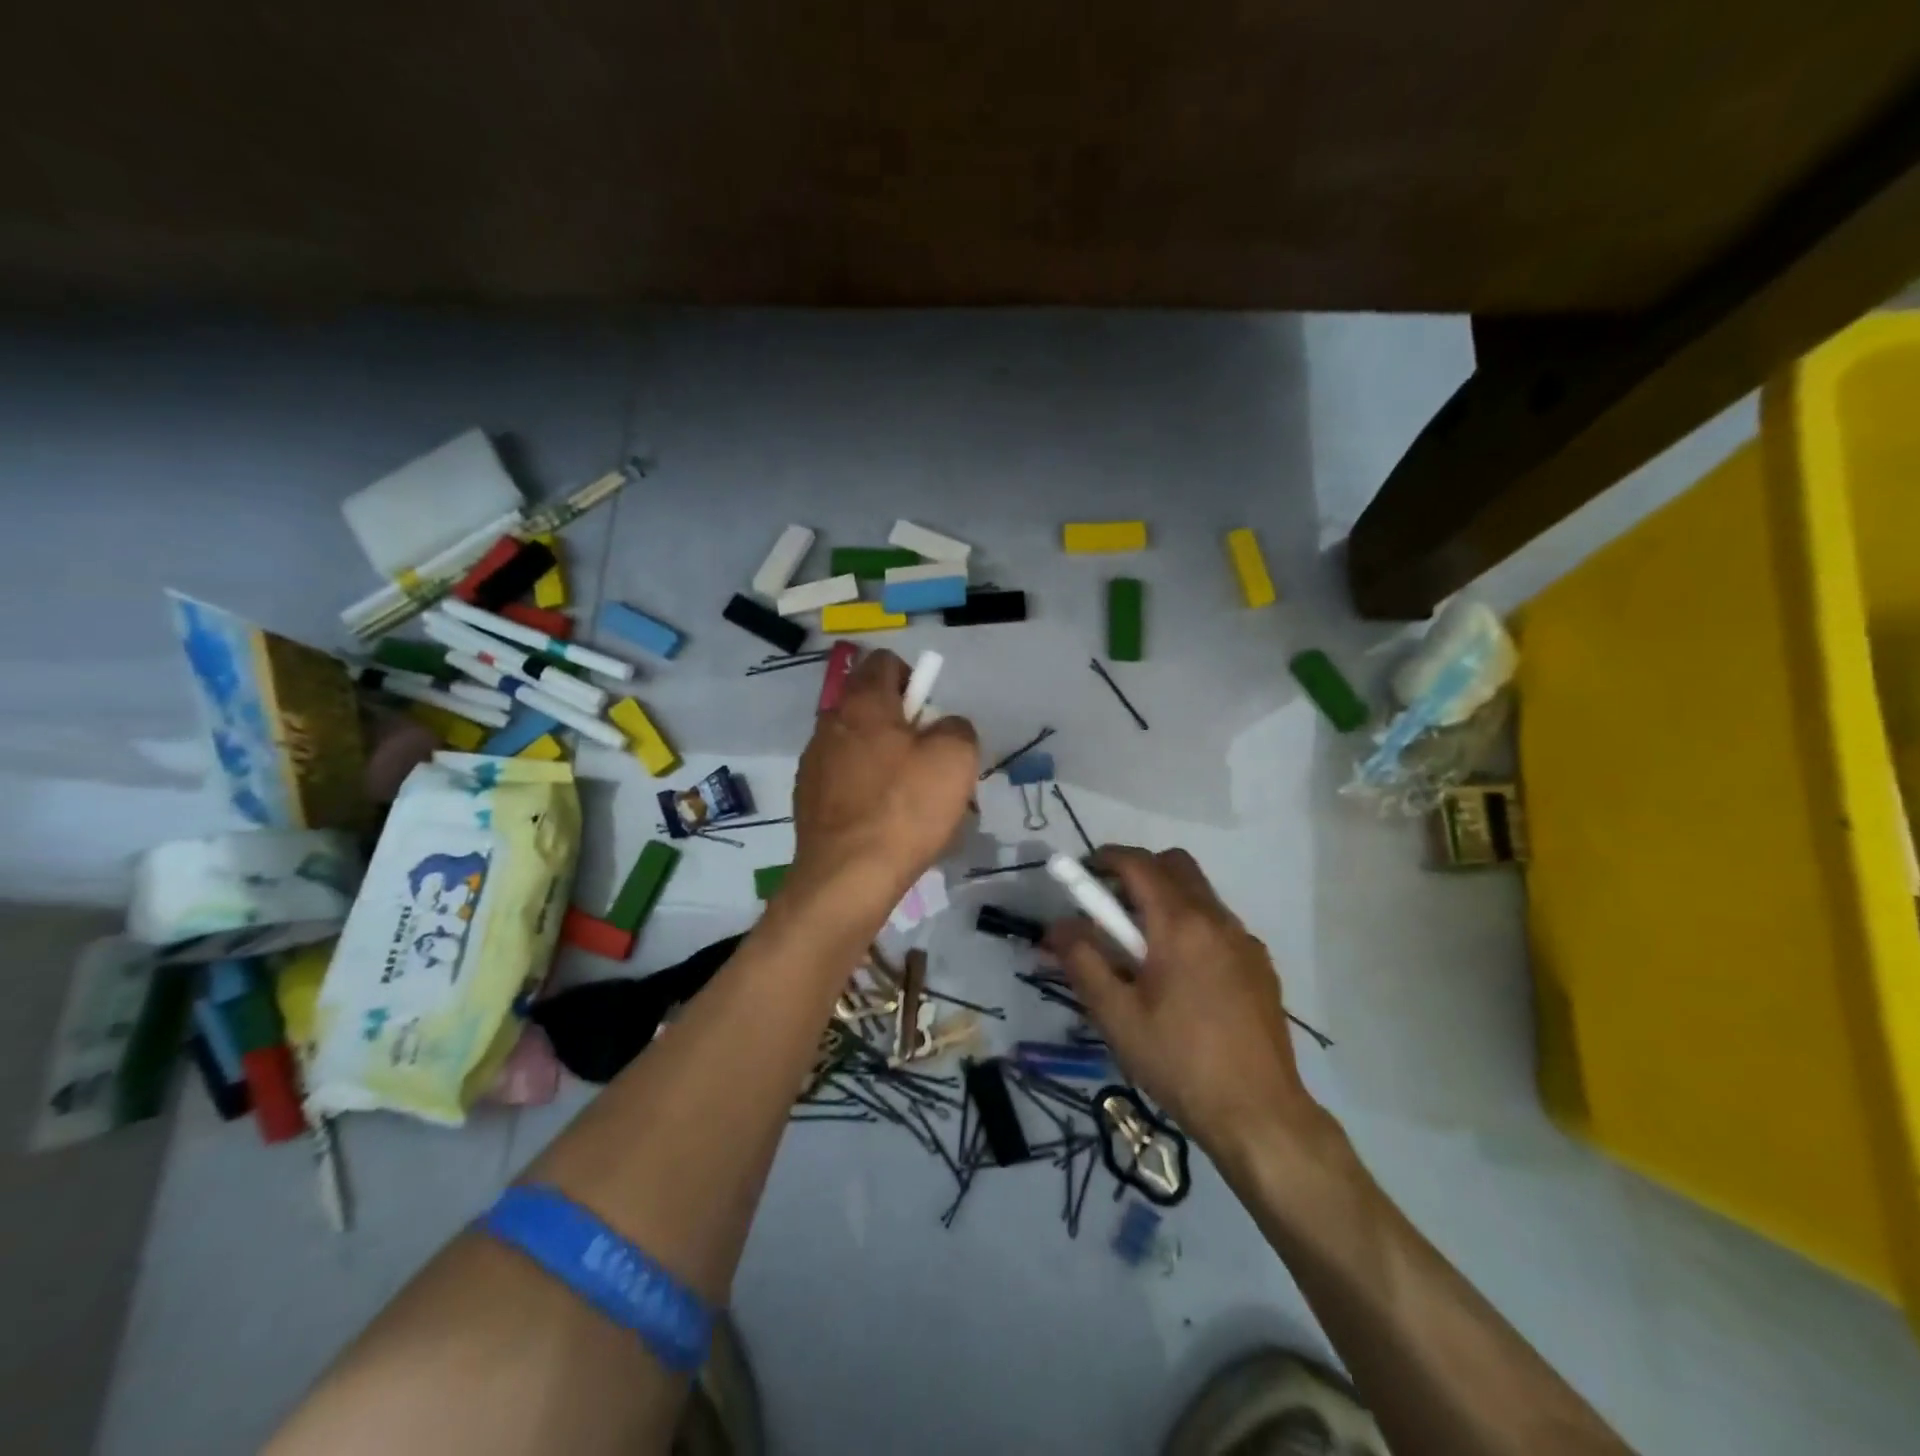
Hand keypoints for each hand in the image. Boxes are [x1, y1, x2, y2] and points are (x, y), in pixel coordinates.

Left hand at [790, 649, 979, 907]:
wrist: (848, 877)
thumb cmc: (905, 808)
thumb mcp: (955, 758)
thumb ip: (956, 727)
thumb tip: (943, 728)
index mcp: (862, 703)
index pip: (884, 662)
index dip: (913, 677)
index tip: (931, 713)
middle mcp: (830, 724)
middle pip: (870, 707)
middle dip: (903, 726)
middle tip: (929, 761)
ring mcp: (813, 763)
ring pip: (858, 747)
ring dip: (885, 761)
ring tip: (912, 800)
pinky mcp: (808, 800)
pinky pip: (845, 781)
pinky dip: (866, 790)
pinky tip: (886, 823)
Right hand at [1047, 846, 1314, 1155]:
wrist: (1260, 1115)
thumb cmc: (1179, 1062)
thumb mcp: (1116, 1016)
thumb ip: (1082, 961)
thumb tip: (1057, 926)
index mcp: (1180, 924)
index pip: (1138, 863)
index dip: (1104, 859)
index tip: (1081, 874)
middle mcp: (1217, 919)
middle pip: (1175, 865)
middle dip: (1138, 872)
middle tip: (1111, 910)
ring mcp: (1245, 941)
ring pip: (1199, 894)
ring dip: (1165, 900)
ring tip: (1142, 952)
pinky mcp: (1261, 966)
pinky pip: (1218, 925)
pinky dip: (1191, 927)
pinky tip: (1181, 979)